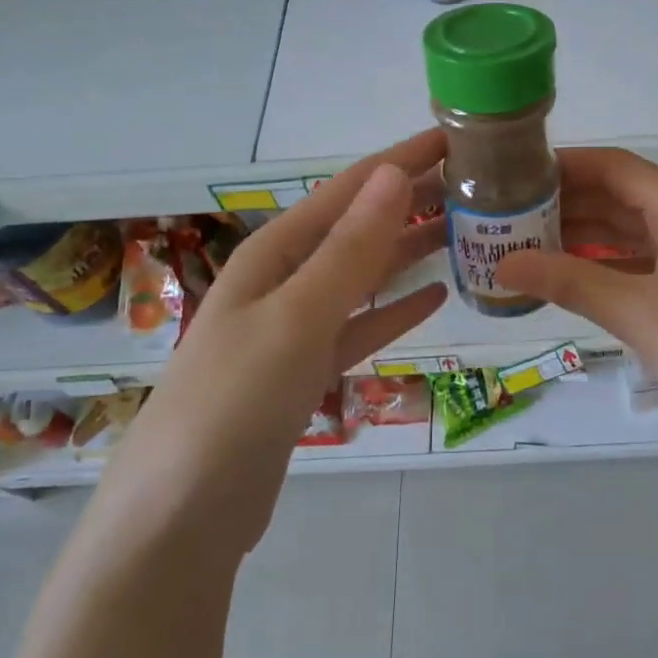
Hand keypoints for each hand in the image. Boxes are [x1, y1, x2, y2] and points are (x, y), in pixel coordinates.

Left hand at [98, 130, 448, 549]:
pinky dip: (397, 308)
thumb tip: (395, 174)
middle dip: (412, 201)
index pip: (351, 189)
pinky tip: (436, 295)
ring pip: (365, 273)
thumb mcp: (297, 316)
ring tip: (465, 232)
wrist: (181, 518)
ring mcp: (296, 326)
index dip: (402, 160)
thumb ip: (350, 248)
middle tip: (476, 186)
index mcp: (277, 252)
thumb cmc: (235, 402)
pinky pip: (363, 324)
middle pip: (360, 226)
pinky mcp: (307, 370)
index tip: (455, 139)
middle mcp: (286, 279)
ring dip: (410, 249)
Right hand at [496, 148, 657, 445]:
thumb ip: (569, 283)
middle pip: (622, 196)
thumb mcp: (637, 313)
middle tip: (511, 210)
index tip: (519, 170)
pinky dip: (605, 263)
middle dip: (569, 200)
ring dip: (584, 233)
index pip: (617, 167)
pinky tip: (569, 276)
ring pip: (631, 231)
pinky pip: (642, 262)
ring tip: (528, 240)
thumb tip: (501, 264)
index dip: (569, 164)